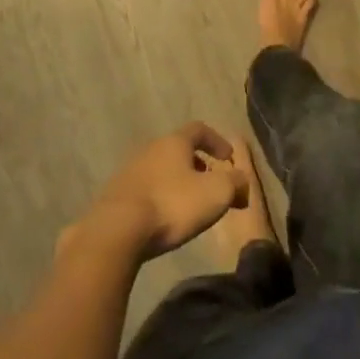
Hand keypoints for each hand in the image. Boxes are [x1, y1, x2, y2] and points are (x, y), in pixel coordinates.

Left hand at [78, 123, 248, 259]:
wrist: (118, 229)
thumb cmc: (172, 204)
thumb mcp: (215, 194)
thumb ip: (235, 183)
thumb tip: (242, 182)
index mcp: (174, 142)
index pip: (199, 129)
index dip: (217, 141)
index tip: (228, 158)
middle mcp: (150, 148)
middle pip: (179, 150)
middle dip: (198, 165)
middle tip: (212, 186)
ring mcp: (130, 170)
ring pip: (161, 169)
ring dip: (178, 182)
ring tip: (190, 206)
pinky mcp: (117, 194)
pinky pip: (146, 189)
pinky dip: (160, 197)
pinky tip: (165, 218)